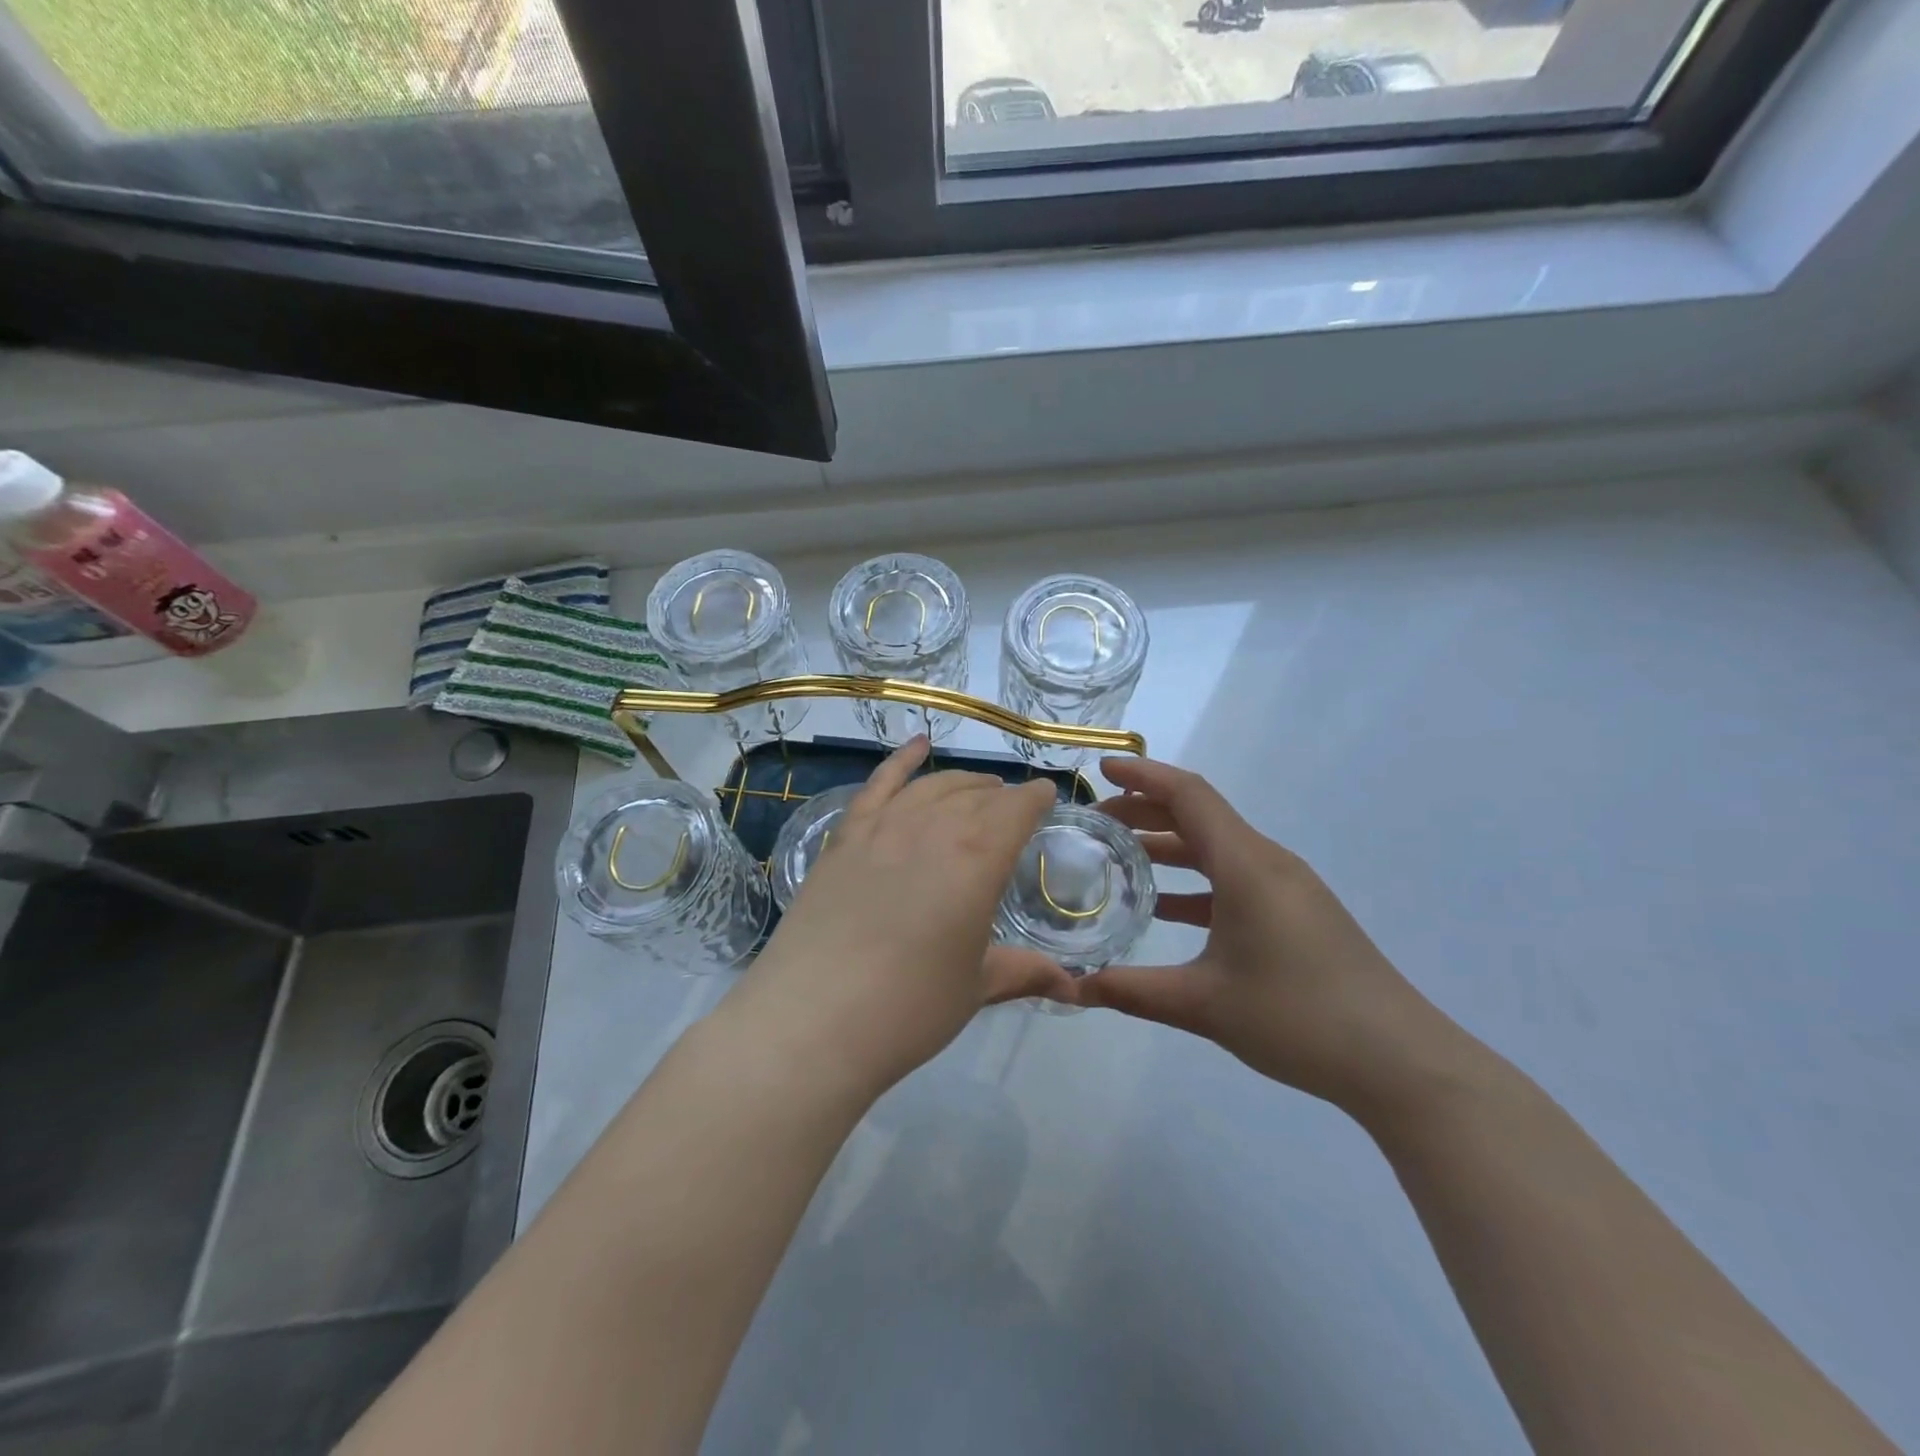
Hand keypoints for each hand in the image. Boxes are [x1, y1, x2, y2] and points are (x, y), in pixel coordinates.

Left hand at [747, 737, 1074, 1092]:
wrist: (811, 1020)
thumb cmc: (908, 1009)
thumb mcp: (974, 988)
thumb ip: (1023, 973)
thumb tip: (1073, 988)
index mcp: (977, 860)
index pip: (1016, 810)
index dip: (1035, 799)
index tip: (1046, 797)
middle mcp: (933, 829)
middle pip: (975, 795)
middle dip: (1001, 796)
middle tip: (1012, 807)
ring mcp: (882, 828)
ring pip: (932, 787)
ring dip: (961, 782)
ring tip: (977, 788)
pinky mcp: (844, 838)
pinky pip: (877, 785)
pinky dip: (901, 761)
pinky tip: (918, 746)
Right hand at [1075, 757, 1458, 1113]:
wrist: (1400, 1061)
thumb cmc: (1298, 1018)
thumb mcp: (1204, 1004)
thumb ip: (1132, 992)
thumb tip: (1073, 990)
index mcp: (1246, 865)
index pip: (1189, 796)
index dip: (1143, 776)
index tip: (1102, 770)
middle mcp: (1267, 863)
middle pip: (1200, 816)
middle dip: (1147, 810)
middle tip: (1098, 822)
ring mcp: (1287, 888)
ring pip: (1218, 848)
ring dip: (1170, 846)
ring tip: (1122, 858)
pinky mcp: (1297, 913)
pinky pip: (1236, 878)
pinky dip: (1196, 881)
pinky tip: (1166, 908)